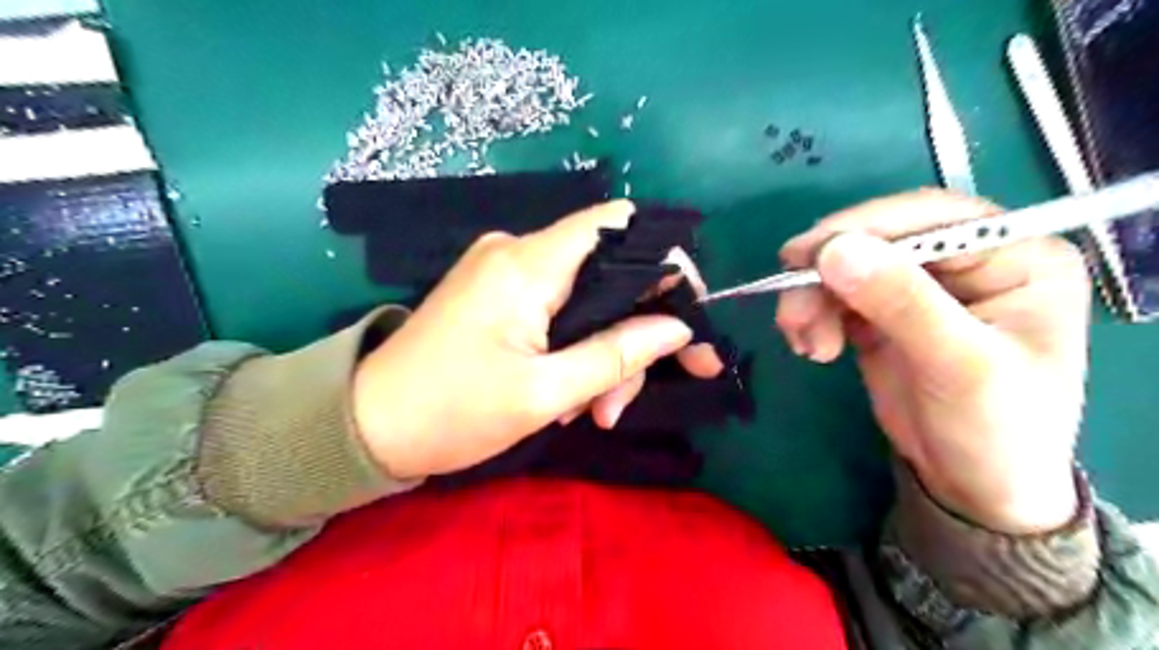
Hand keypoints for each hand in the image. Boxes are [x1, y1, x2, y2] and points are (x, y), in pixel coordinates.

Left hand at [354, 203, 722, 482]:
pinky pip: (558, 310)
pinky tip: (570, 398)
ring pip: (587, 299)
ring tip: (596, 413)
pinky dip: (576, 350)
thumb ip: (617, 355)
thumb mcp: (544, 394)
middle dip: (634, 333)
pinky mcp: (498, 293)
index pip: (618, 225)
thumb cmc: (451, 413)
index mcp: (526, 264)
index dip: (665, 261)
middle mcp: (517, 252)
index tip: (689, 315)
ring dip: (603, 354)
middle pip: (608, 272)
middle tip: (630, 397)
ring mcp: (505, 272)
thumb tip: (678, 329)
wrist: (367, 426)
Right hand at [774, 189, 1091, 534]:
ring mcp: (919, 287)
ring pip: (847, 267)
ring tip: (803, 342)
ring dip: (812, 299)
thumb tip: (835, 250)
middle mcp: (967, 262)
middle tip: (790, 306)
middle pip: (880, 239)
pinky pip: (834, 296)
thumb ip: (902, 303)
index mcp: (1015, 257)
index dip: (864, 227)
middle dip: (827, 272)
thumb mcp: (960, 366)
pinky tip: (812, 347)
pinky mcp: (882, 313)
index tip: (804, 255)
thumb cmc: (997, 430)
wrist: (973, 487)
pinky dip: (813, 316)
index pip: (932, 217)